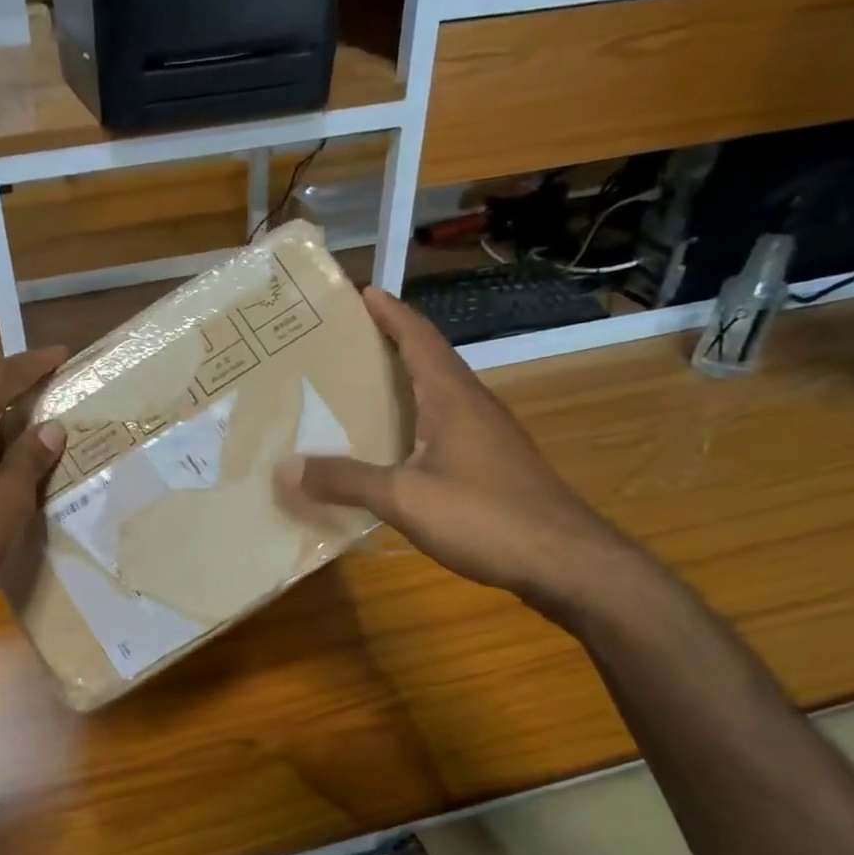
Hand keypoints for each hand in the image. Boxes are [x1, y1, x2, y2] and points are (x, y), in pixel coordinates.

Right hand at [277, 287, 644, 615]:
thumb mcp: (405, 498)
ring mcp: (488, 435)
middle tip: (342, 344)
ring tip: (356, 390)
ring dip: (401, 384)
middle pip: (427, 360)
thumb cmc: (487, 517)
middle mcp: (473, 406)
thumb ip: (346, 481)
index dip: (390, 313)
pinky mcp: (492, 464)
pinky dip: (412, 421)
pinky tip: (391, 447)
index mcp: (453, 398)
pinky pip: (443, 426)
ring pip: (436, 395)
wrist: (567, 562)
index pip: (419, 339)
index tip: (361, 292)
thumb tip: (286, 468)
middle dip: (388, 345)